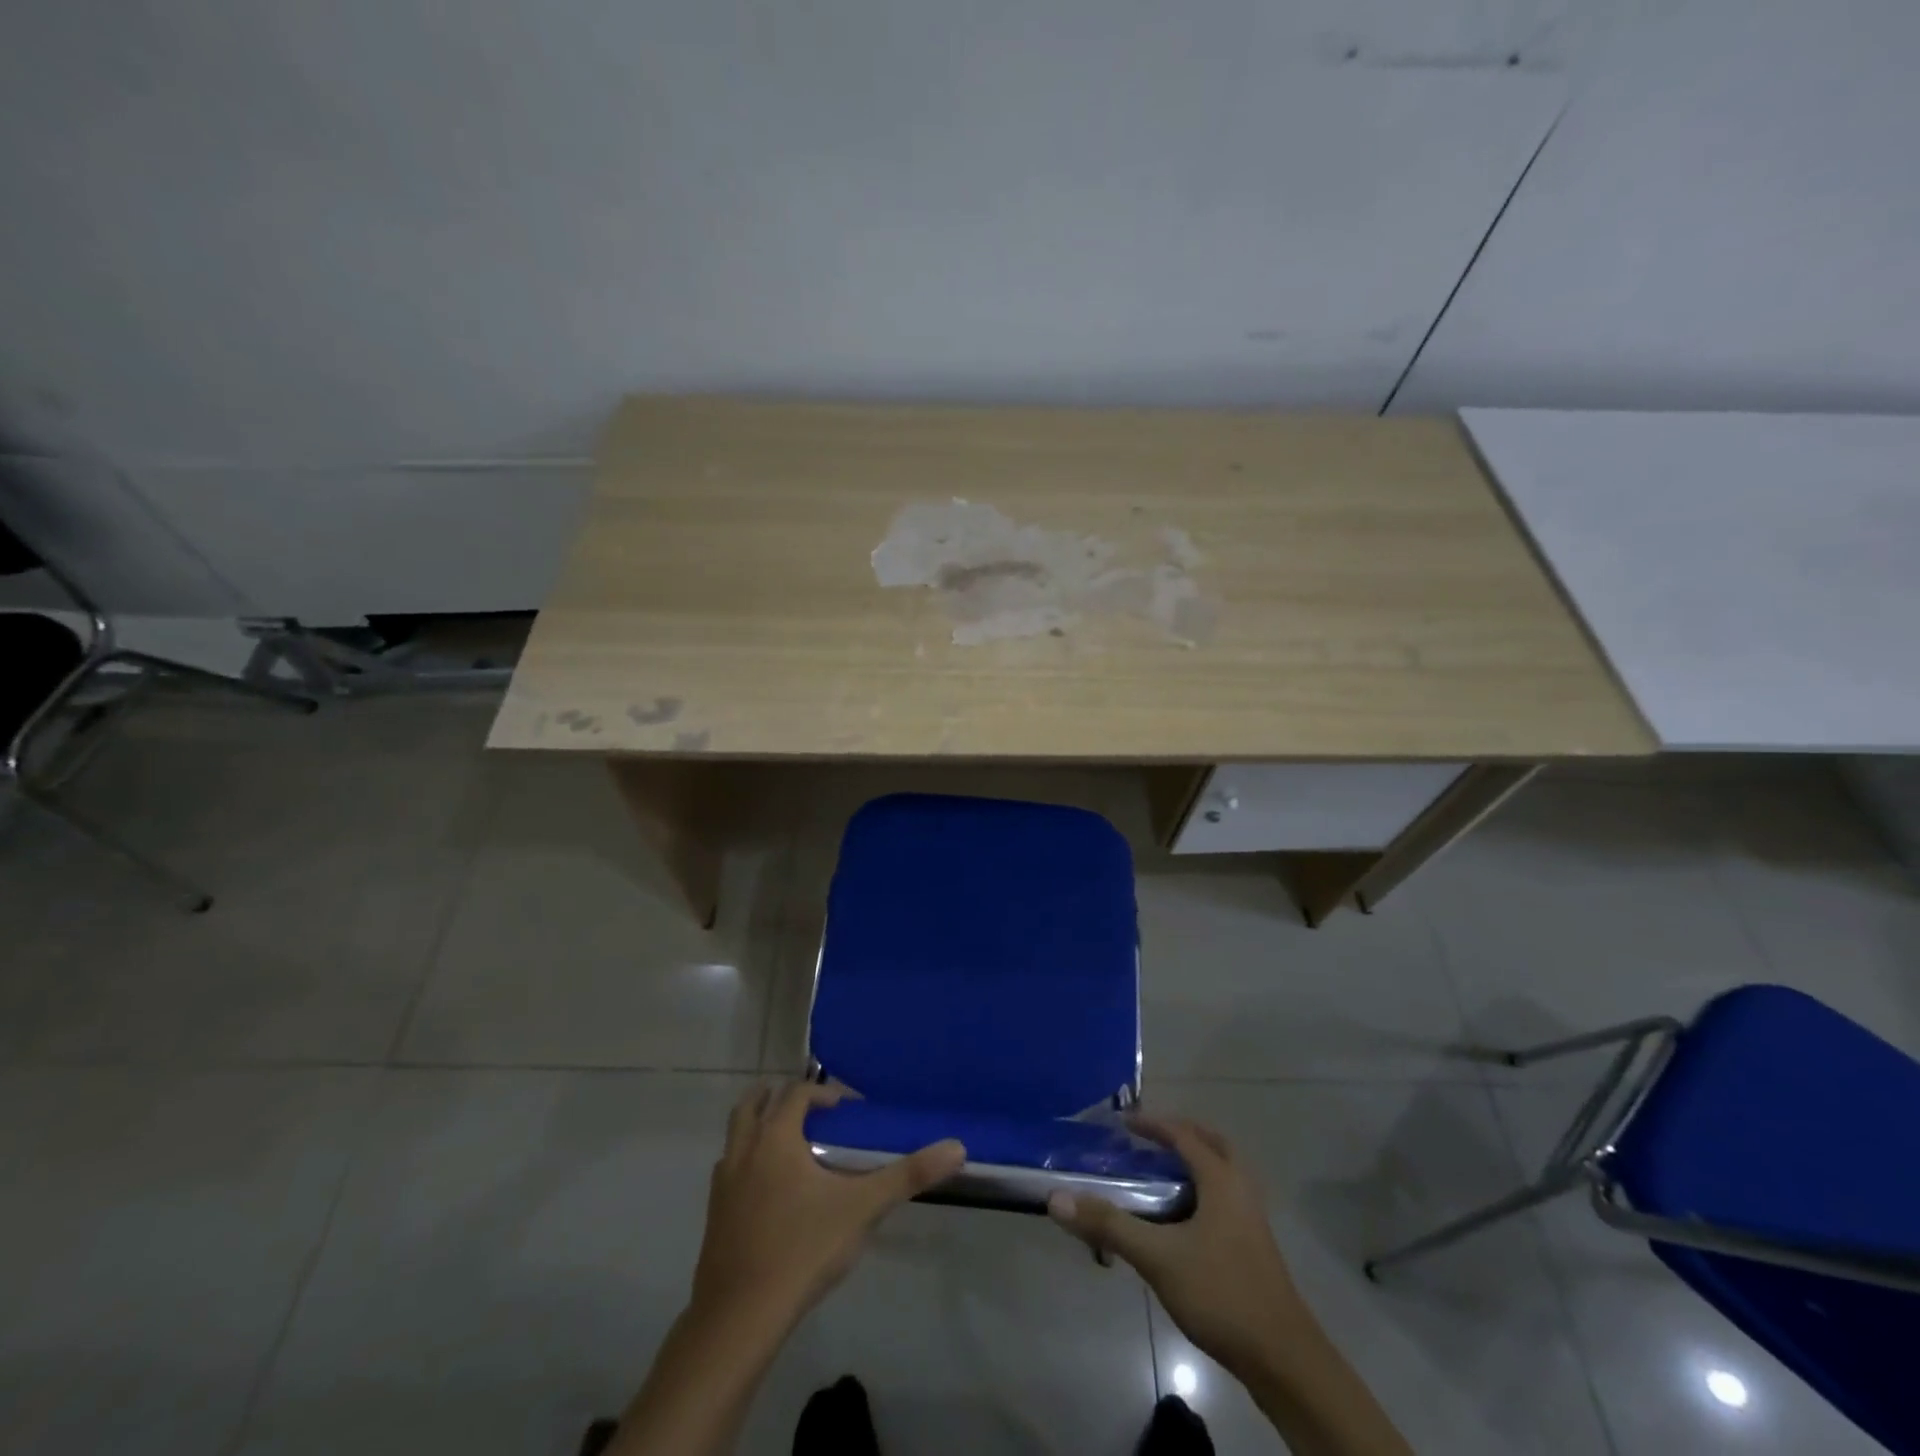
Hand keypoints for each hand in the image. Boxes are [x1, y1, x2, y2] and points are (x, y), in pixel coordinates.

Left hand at [691, 1081, 966, 1334]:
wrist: (739, 1318)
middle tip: (814, 1113)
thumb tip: (957, 1147)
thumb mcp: (863, 1209)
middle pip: (755, 1102)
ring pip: (737, 1133)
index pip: (797, 1092)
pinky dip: (749, 1161)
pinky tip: (773, 1192)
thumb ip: (908, 1176)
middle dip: (783, 1098)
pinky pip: (730, 1168)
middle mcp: (744, 1149)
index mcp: (776, 1137)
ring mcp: (723, 1182)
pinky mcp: (714, 1214)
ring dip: (761, 1125)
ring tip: (794, 1146)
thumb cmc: (802, 1250)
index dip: (823, 1092)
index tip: (848, 1109)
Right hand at [1047, 1114, 1308, 1382]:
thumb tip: (1057, 1199)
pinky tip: (1181, 1220)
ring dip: (1194, 1163)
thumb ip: (1108, 1225)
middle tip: (1148, 1140)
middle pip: (1212, 1144)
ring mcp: (1252, 1219)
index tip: (1121, 1123)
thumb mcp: (1158, 1258)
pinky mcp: (1255, 1247)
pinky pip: (1225, 1198)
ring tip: (1160, 1174)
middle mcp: (1241, 1189)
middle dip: (1180, 1135)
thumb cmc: (1221, 1294)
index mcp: (1222, 1179)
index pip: (1183, 1134)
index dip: (1151, 1124)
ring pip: (1224, 1172)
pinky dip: (1202, 1190)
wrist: (1284, 1360)